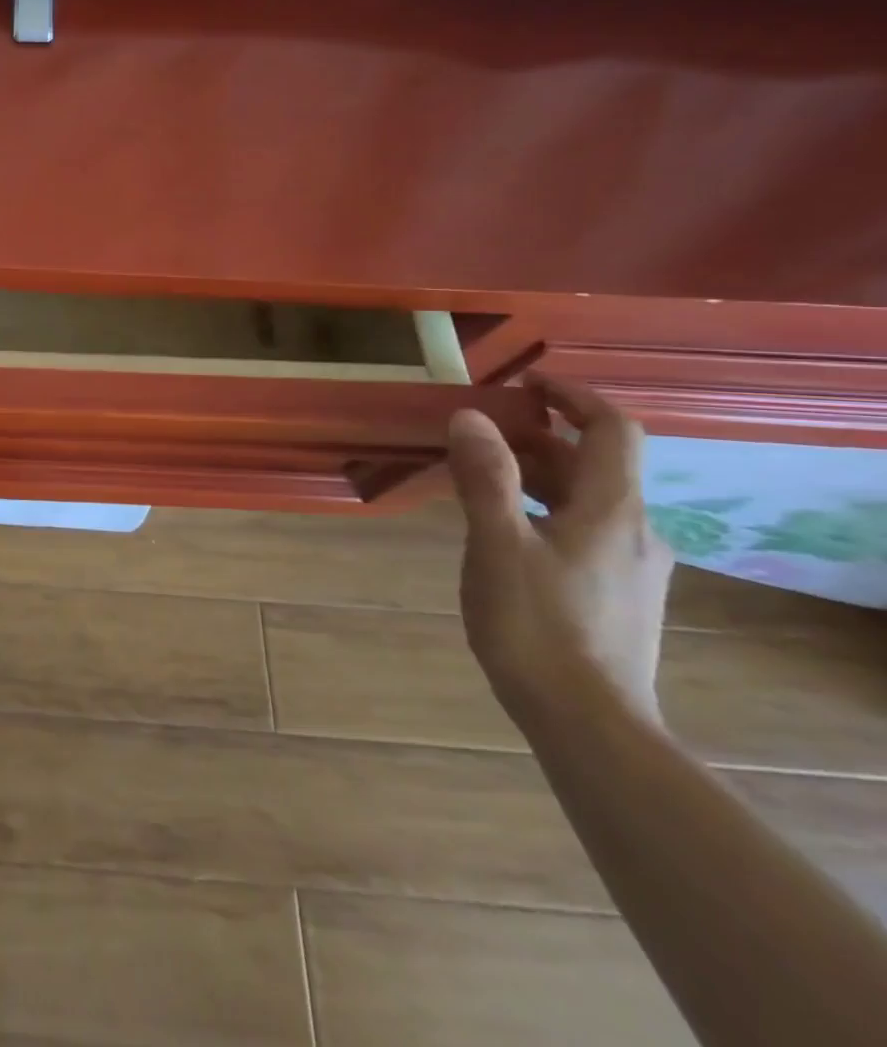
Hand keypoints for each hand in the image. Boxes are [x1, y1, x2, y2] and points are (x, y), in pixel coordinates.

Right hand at [447, 373, 673, 726]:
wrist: (588, 721)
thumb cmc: (537, 625)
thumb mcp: (497, 545)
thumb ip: (485, 478)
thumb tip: (470, 417)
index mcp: (612, 510)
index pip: (611, 430)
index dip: (574, 397)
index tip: (525, 383)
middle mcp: (634, 530)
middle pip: (595, 465)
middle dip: (540, 437)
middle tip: (479, 432)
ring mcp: (630, 566)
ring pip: (588, 500)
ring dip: (539, 474)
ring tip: (481, 476)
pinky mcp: (616, 594)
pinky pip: (583, 530)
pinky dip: (545, 509)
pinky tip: (506, 531)